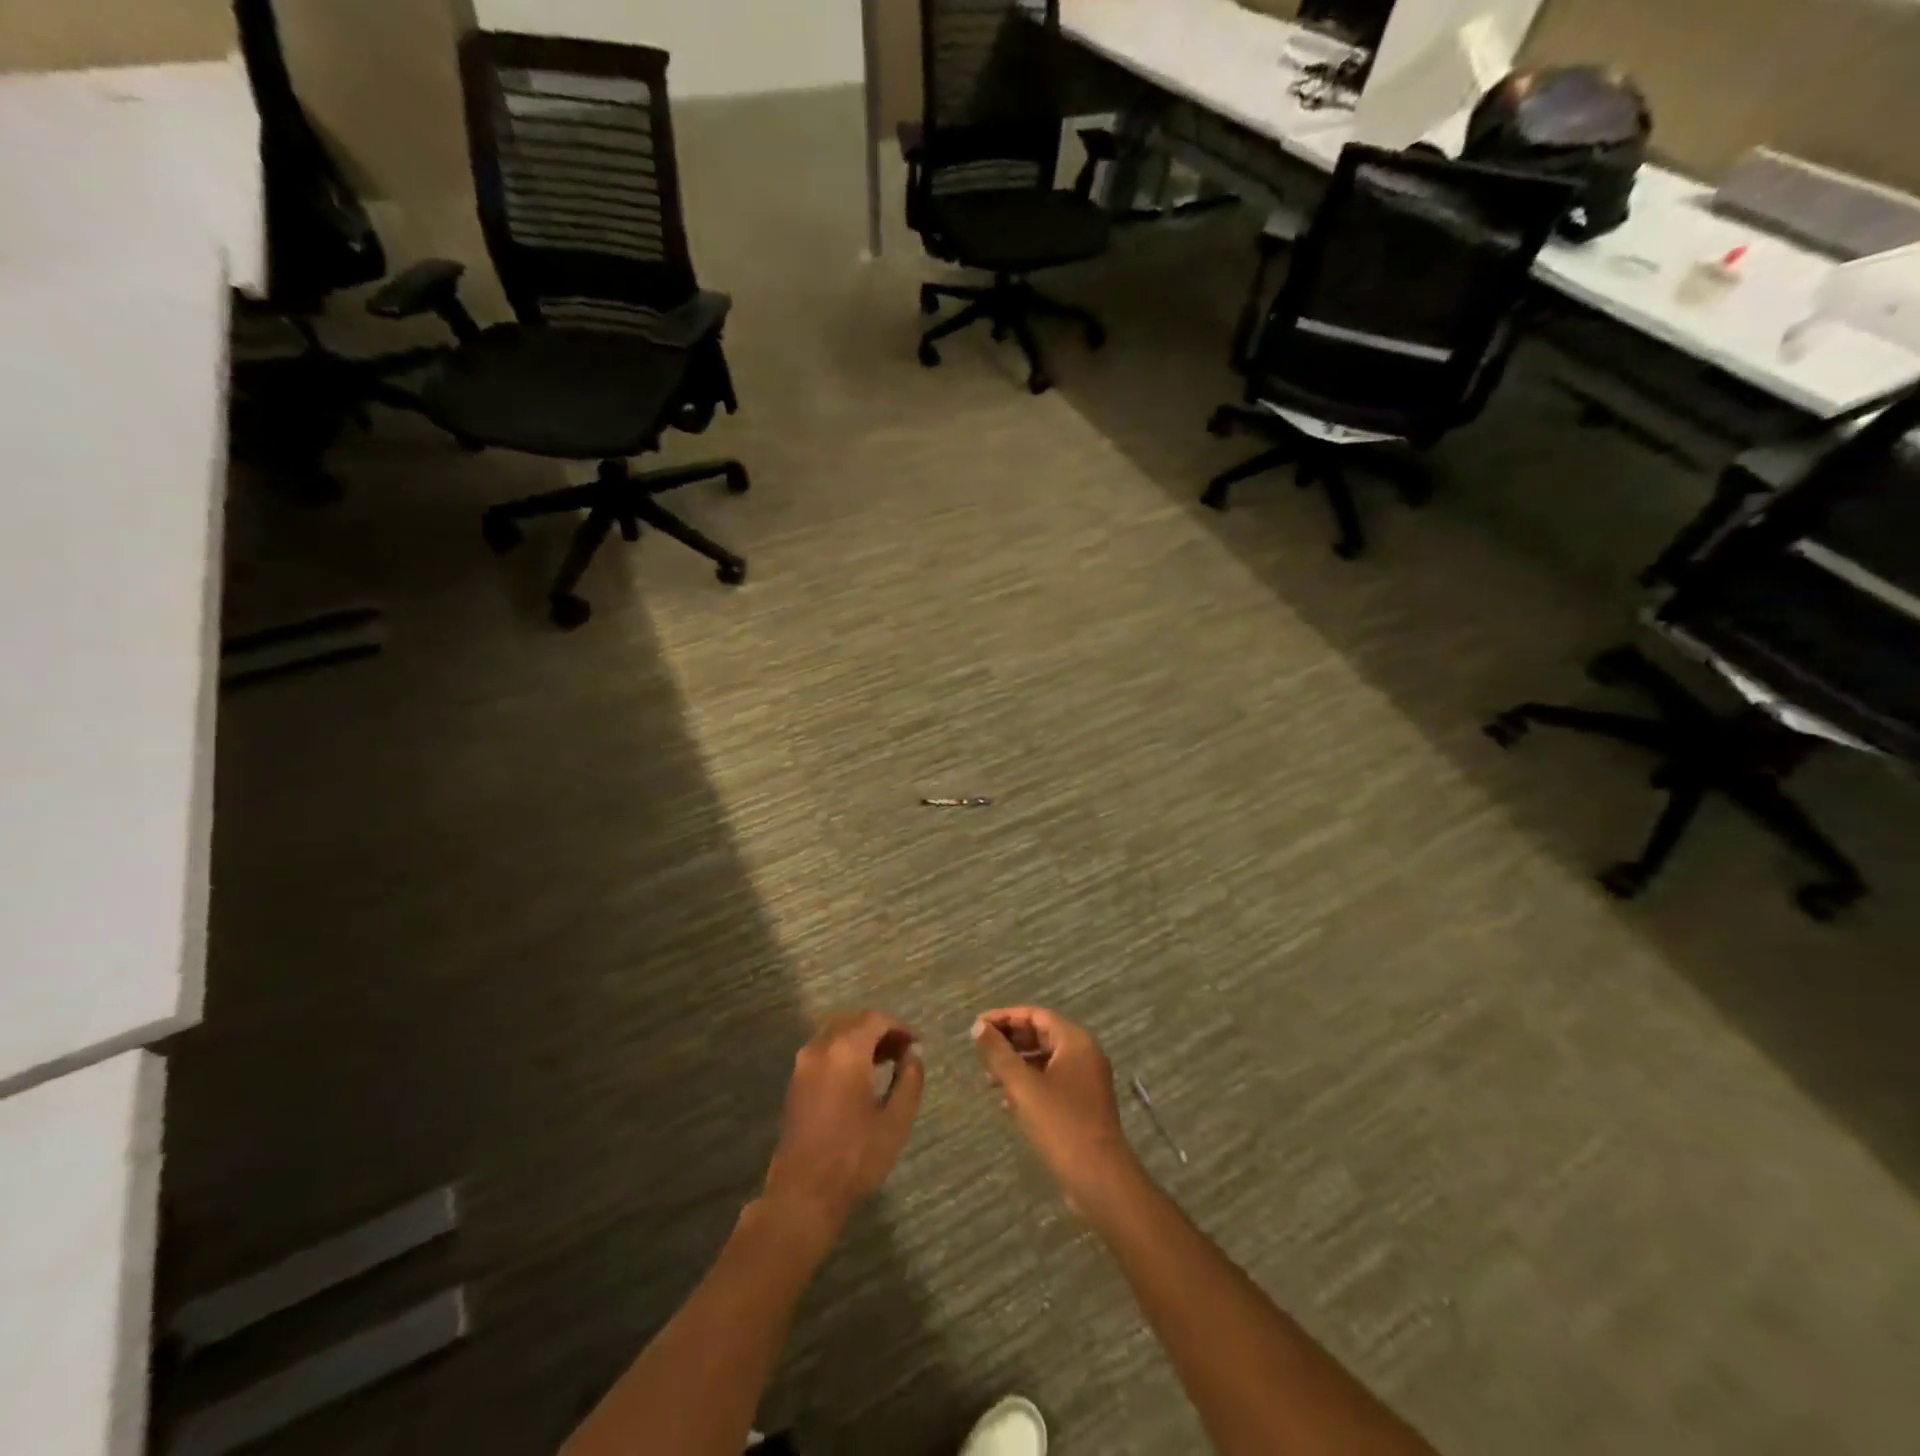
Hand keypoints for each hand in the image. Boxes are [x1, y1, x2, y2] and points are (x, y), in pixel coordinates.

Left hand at [762, 1011, 923, 1236]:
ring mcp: (804, 1064)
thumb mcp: (896, 1120)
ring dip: (861, 1039)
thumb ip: (909, 1080)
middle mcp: (821, 1048)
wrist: (803, 1194)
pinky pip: (824, 1050)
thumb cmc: (855, 1157)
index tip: (916, 1044)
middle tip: (903, 1051)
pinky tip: (860, 1075)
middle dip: (880, 1030)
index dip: (899, 1027)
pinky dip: (844, 1051)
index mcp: (846, 1051)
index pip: (875, 1019)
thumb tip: (912, 1055)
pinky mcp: (795, 1081)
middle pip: (854, 1021)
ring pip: (836, 1033)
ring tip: (886, 1062)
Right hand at [973, 1007, 1142, 1216]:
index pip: (1036, 1015)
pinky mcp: (1083, 1104)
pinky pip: (1051, 1081)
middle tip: (980, 1051)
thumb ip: (999, 1054)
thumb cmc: (1061, 1124)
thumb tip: (978, 1026)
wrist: (1099, 1179)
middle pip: (1041, 1035)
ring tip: (988, 1079)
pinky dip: (1029, 1084)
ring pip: (1045, 1060)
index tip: (978, 1026)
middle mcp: (1084, 1054)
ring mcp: (1086, 1080)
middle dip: (1009, 1042)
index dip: (1005, 1017)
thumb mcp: (1023, 1086)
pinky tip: (1008, 1101)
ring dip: (1016, 1065)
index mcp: (1075, 1041)